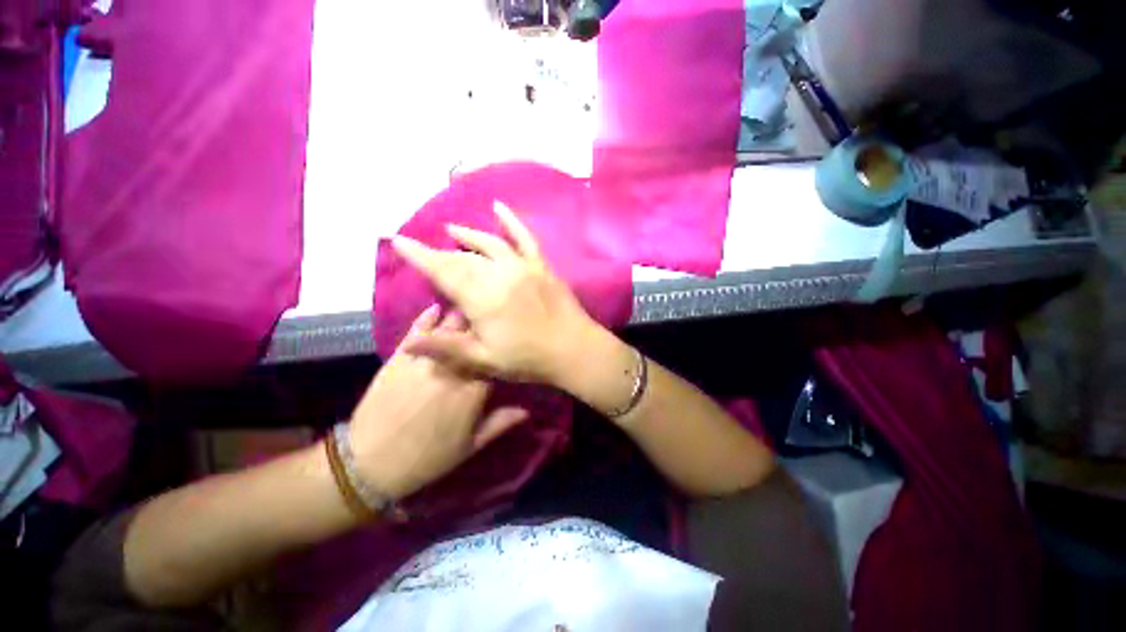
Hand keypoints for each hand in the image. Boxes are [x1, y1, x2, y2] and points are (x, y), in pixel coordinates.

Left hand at [346, 305, 527, 500]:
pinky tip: (435, 309)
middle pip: (473, 336)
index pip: (494, 357)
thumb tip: (529, 410)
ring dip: (460, 317)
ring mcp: (425, 360)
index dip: (500, 347)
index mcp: (473, 389)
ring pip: (448, 328)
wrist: (371, 464)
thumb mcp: (470, 446)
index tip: (504, 341)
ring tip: (469, 307)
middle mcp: (452, 368)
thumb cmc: (428, 458)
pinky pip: (416, 331)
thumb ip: (501, 423)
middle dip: (482, 326)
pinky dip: (427, 318)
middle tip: (489, 318)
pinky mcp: (400, 357)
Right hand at [391, 201, 598, 385]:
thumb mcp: (484, 360)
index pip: (443, 272)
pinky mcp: (541, 265)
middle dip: (441, 253)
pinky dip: (511, 221)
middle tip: (426, 249)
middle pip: (463, 258)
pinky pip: (525, 238)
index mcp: (482, 299)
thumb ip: (446, 348)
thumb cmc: (528, 359)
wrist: (573, 349)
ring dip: (468, 236)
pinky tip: (498, 207)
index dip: (420, 256)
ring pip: (489, 244)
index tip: (400, 240)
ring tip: (451, 230)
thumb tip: (407, 343)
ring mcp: (523, 267)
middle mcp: (500, 275)